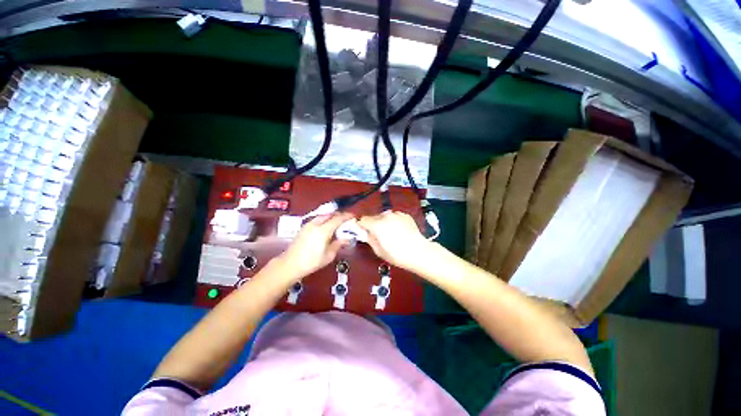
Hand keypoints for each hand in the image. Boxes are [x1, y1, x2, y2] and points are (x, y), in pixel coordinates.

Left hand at [278, 212, 352, 279]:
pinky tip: (326, 227)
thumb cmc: (311, 262)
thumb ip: (339, 244)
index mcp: (323, 230)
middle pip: (330, 214)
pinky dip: (324, 220)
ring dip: (331, 217)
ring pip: (322, 216)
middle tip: (346, 220)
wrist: (290, 264)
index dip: (347, 216)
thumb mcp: (329, 255)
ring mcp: (308, 224)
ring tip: (337, 223)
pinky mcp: (303, 227)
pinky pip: (317, 219)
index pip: (338, 219)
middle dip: (339, 215)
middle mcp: (315, 224)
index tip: (353, 216)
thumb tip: (347, 238)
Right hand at [358, 211, 432, 271]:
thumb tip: (367, 234)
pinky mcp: (406, 215)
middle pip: (374, 217)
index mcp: (377, 224)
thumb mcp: (379, 251)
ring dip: (385, 222)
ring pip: (385, 216)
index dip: (362, 226)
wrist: (419, 252)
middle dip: (374, 224)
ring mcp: (397, 214)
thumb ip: (370, 239)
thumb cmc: (397, 255)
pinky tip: (400, 231)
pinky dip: (395, 221)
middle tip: (379, 235)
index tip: (364, 232)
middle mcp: (386, 216)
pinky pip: (395, 216)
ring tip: (391, 233)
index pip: (363, 220)